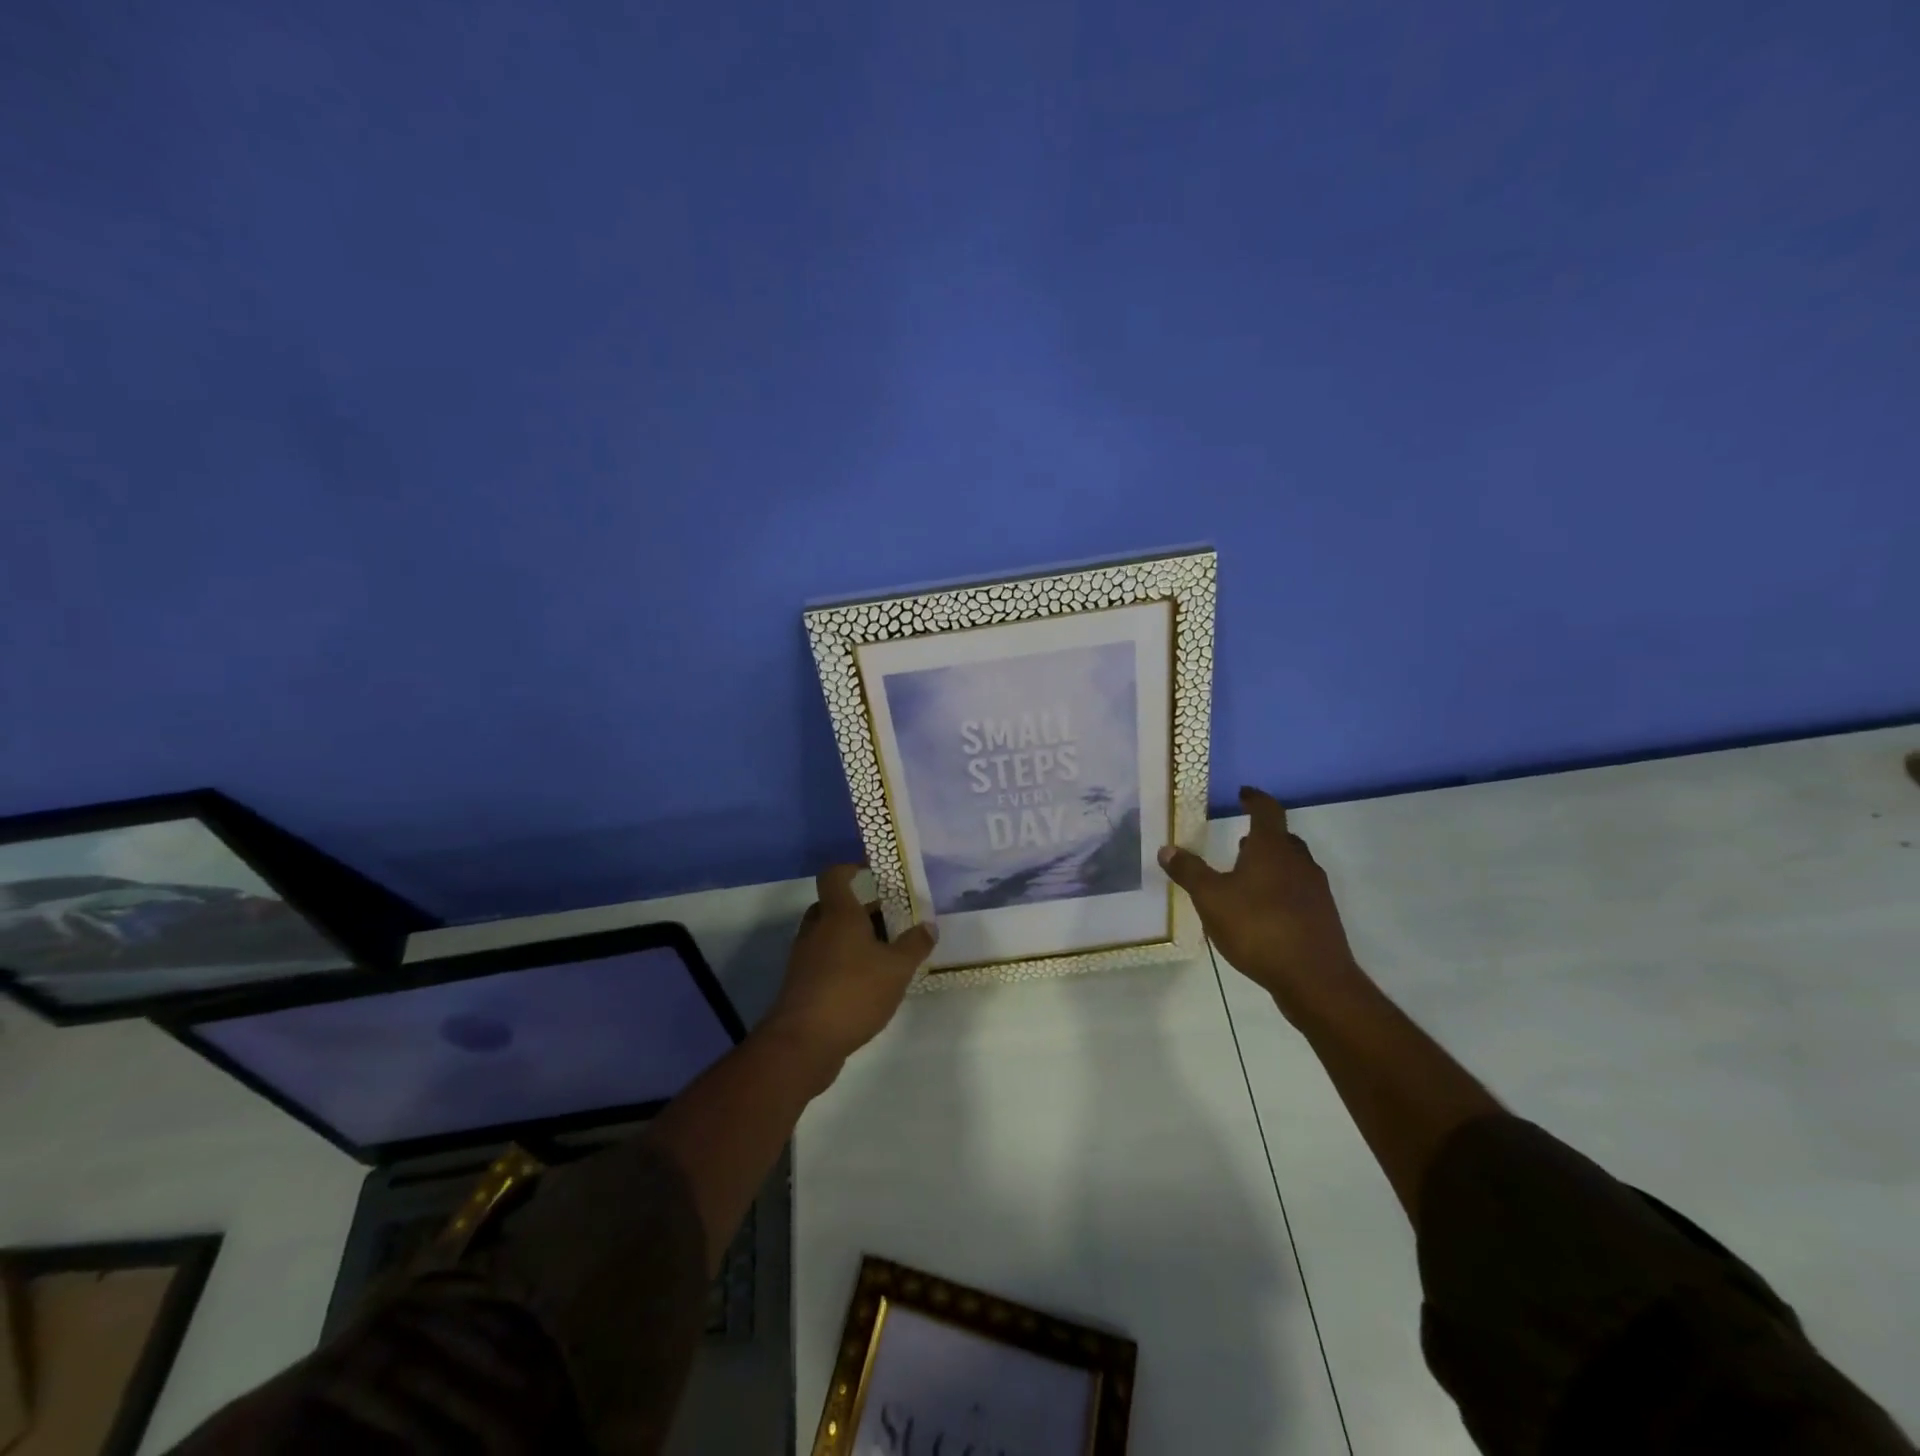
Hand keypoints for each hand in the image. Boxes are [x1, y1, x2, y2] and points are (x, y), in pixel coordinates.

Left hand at [763, 865, 936, 1072]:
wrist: (804, 1042)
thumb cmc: (853, 992)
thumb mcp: (896, 968)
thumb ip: (914, 945)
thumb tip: (929, 926)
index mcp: (838, 914)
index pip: (835, 875)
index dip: (851, 868)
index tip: (873, 872)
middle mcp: (816, 929)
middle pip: (833, 905)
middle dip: (860, 908)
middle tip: (889, 918)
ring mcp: (804, 957)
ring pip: (828, 934)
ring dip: (852, 937)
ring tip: (884, 953)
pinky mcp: (801, 983)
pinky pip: (824, 959)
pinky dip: (843, 961)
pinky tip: (867, 982)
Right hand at [1159, 787, 1360, 1016]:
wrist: (1314, 979)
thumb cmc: (1258, 928)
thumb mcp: (1211, 899)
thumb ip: (1189, 872)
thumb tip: (1167, 849)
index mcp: (1272, 848)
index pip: (1267, 811)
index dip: (1254, 799)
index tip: (1243, 793)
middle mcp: (1299, 862)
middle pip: (1283, 838)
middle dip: (1262, 836)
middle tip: (1240, 841)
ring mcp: (1315, 890)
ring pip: (1292, 865)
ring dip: (1272, 864)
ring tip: (1247, 877)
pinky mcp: (1322, 916)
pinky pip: (1298, 891)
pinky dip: (1281, 890)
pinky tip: (1263, 912)